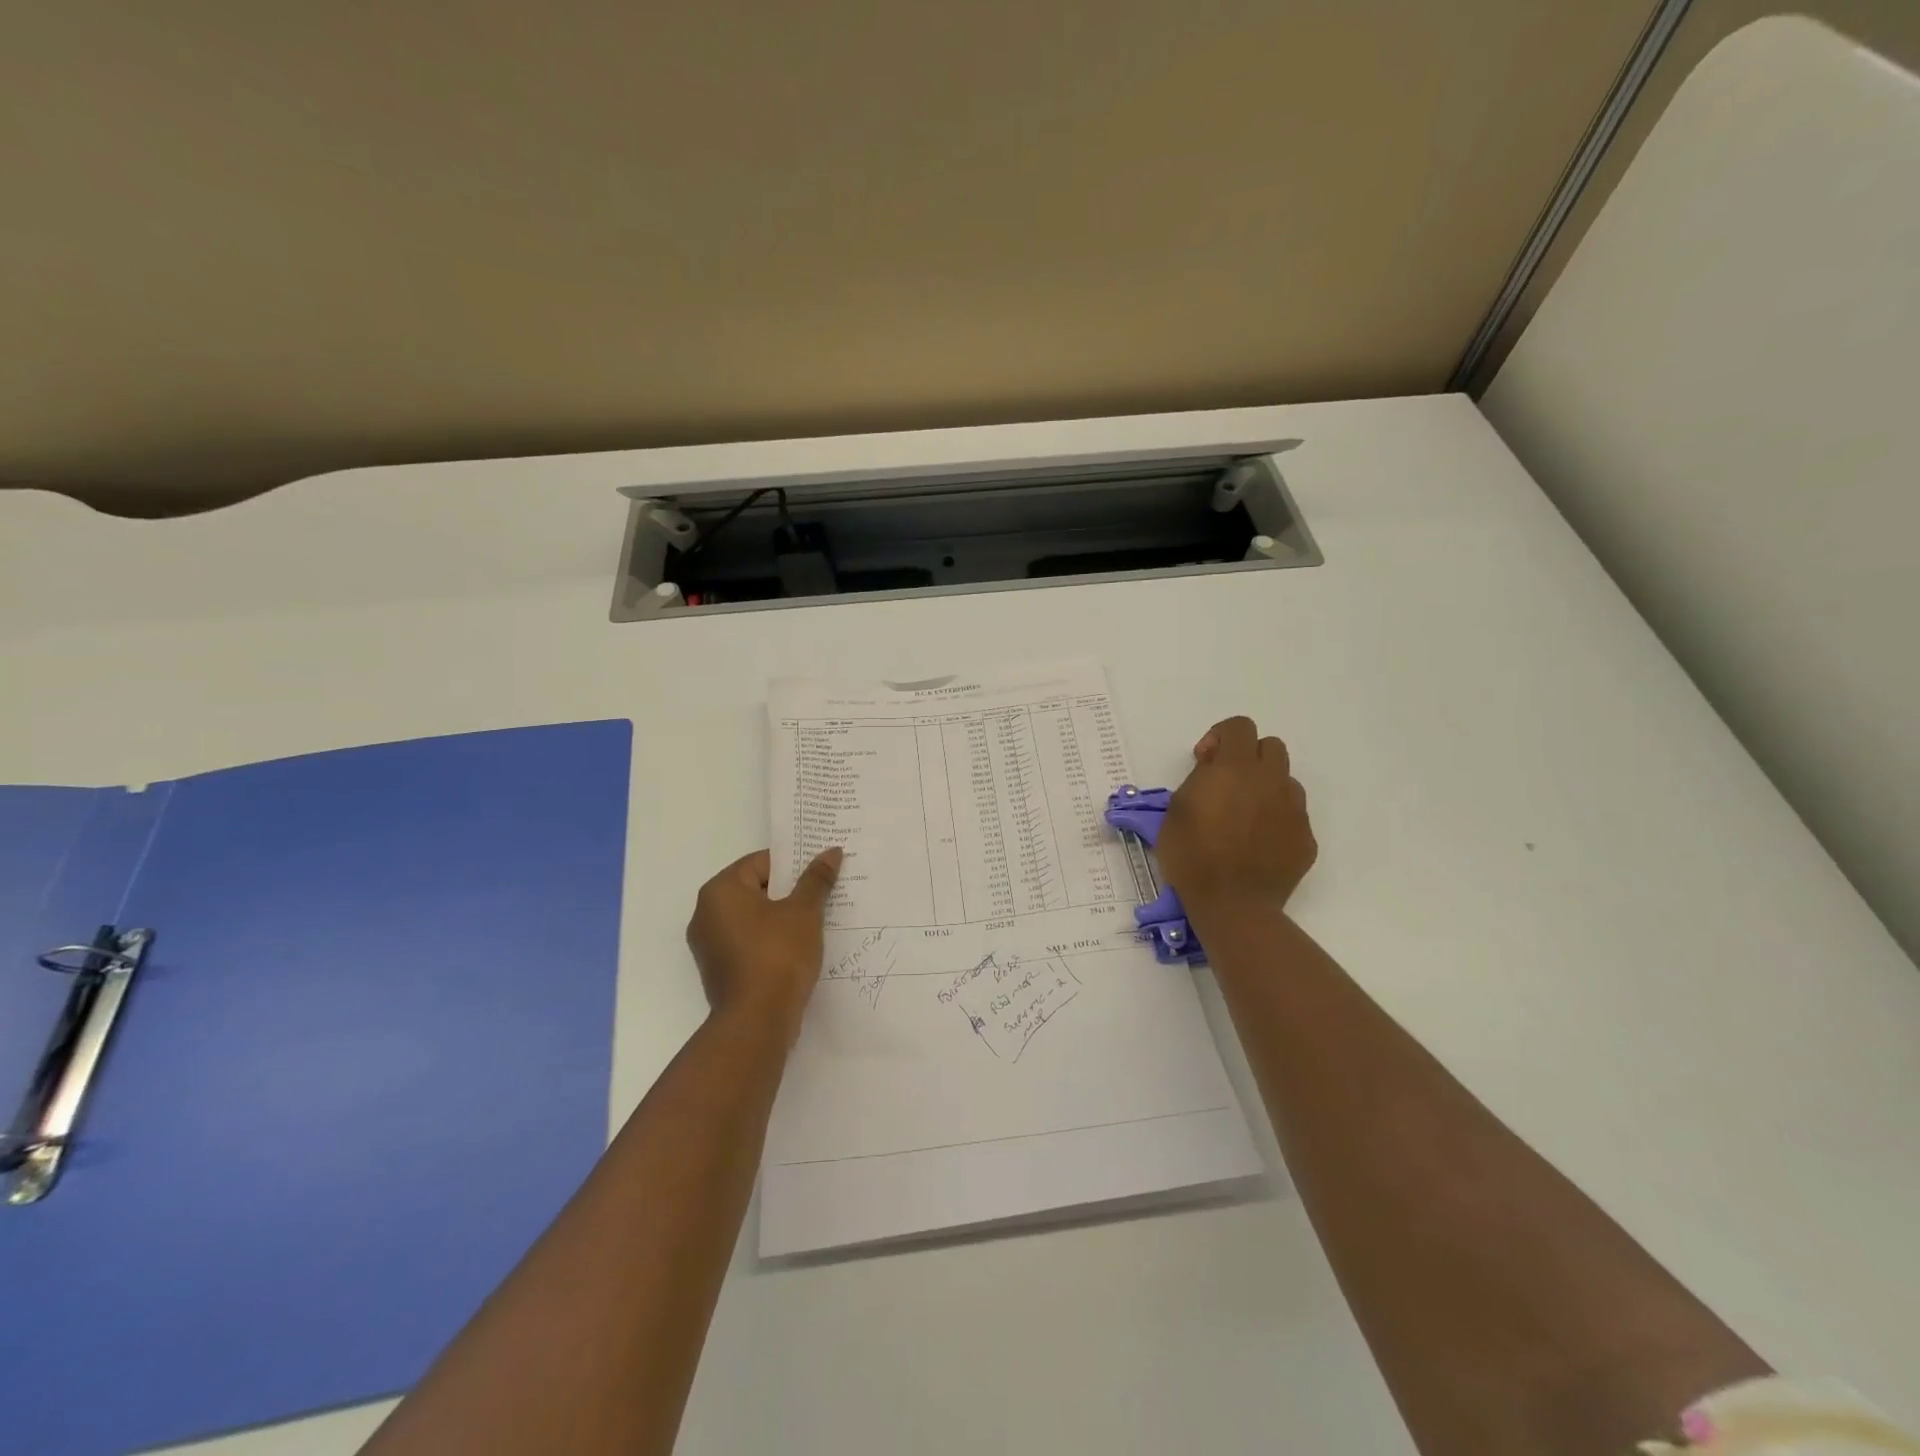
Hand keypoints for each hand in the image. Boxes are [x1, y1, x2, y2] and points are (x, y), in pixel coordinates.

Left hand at [686, 847, 842, 1039]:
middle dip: (789, 891)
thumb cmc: (778, 955)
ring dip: (781, 917)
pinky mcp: (718, 970)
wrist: (757, 1022)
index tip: (819, 873)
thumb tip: (831, 852)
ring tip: (815, 921)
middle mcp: (706, 913)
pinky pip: (748, 942)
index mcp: (720, 891)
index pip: (761, 863)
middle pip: (755, 889)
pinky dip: (770, 940)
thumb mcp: (804, 912)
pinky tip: (797, 948)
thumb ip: (816, 879)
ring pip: (752, 918)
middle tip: (822, 894)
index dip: (793, 865)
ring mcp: (709, 945)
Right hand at [1157, 716, 1315, 914]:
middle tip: (1227, 784)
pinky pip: (1292, 816)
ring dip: (1265, 788)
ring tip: (1244, 816)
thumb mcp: (1177, 809)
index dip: (1221, 736)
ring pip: (1285, 781)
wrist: (1232, 905)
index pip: (1240, 727)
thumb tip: (1214, 770)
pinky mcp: (1306, 838)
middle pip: (1271, 747)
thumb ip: (1200, 779)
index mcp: (1236, 768)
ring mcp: (1294, 810)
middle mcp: (1271, 781)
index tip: (1205, 760)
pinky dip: (1276, 821)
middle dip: (1249, 757)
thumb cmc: (1192, 855)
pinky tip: (1257, 845)